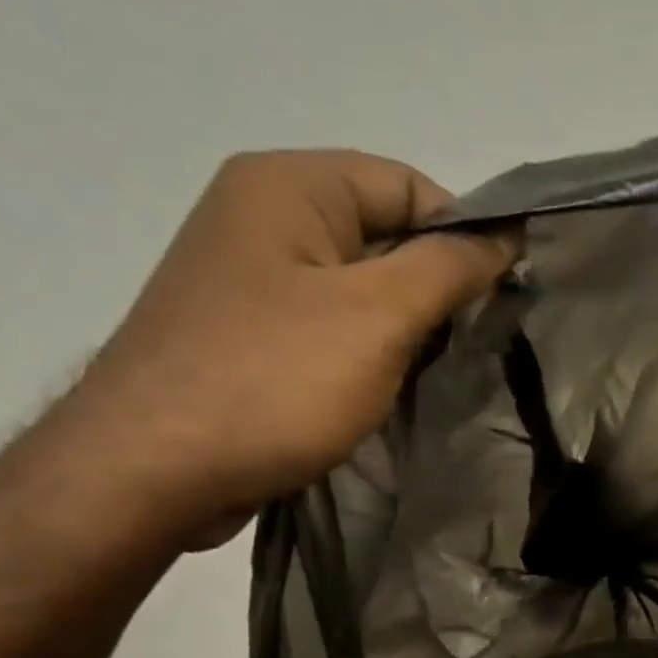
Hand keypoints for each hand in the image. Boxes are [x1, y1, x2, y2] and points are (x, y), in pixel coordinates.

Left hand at [61, 150, 513, 539]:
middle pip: (383, 235)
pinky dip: (364, 354)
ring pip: (359, 288)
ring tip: (422, 377)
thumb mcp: (378, 316)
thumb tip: (506, 235)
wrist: (151, 471)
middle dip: (433, 290)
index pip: (409, 186)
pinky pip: (327, 327)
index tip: (496, 303)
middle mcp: (262, 217)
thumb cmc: (272, 381)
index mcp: (289, 186)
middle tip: (463, 349)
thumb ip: (449, 267)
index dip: (463, 238)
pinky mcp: (245, 335)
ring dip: (402, 330)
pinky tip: (378, 394)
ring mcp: (248, 279)